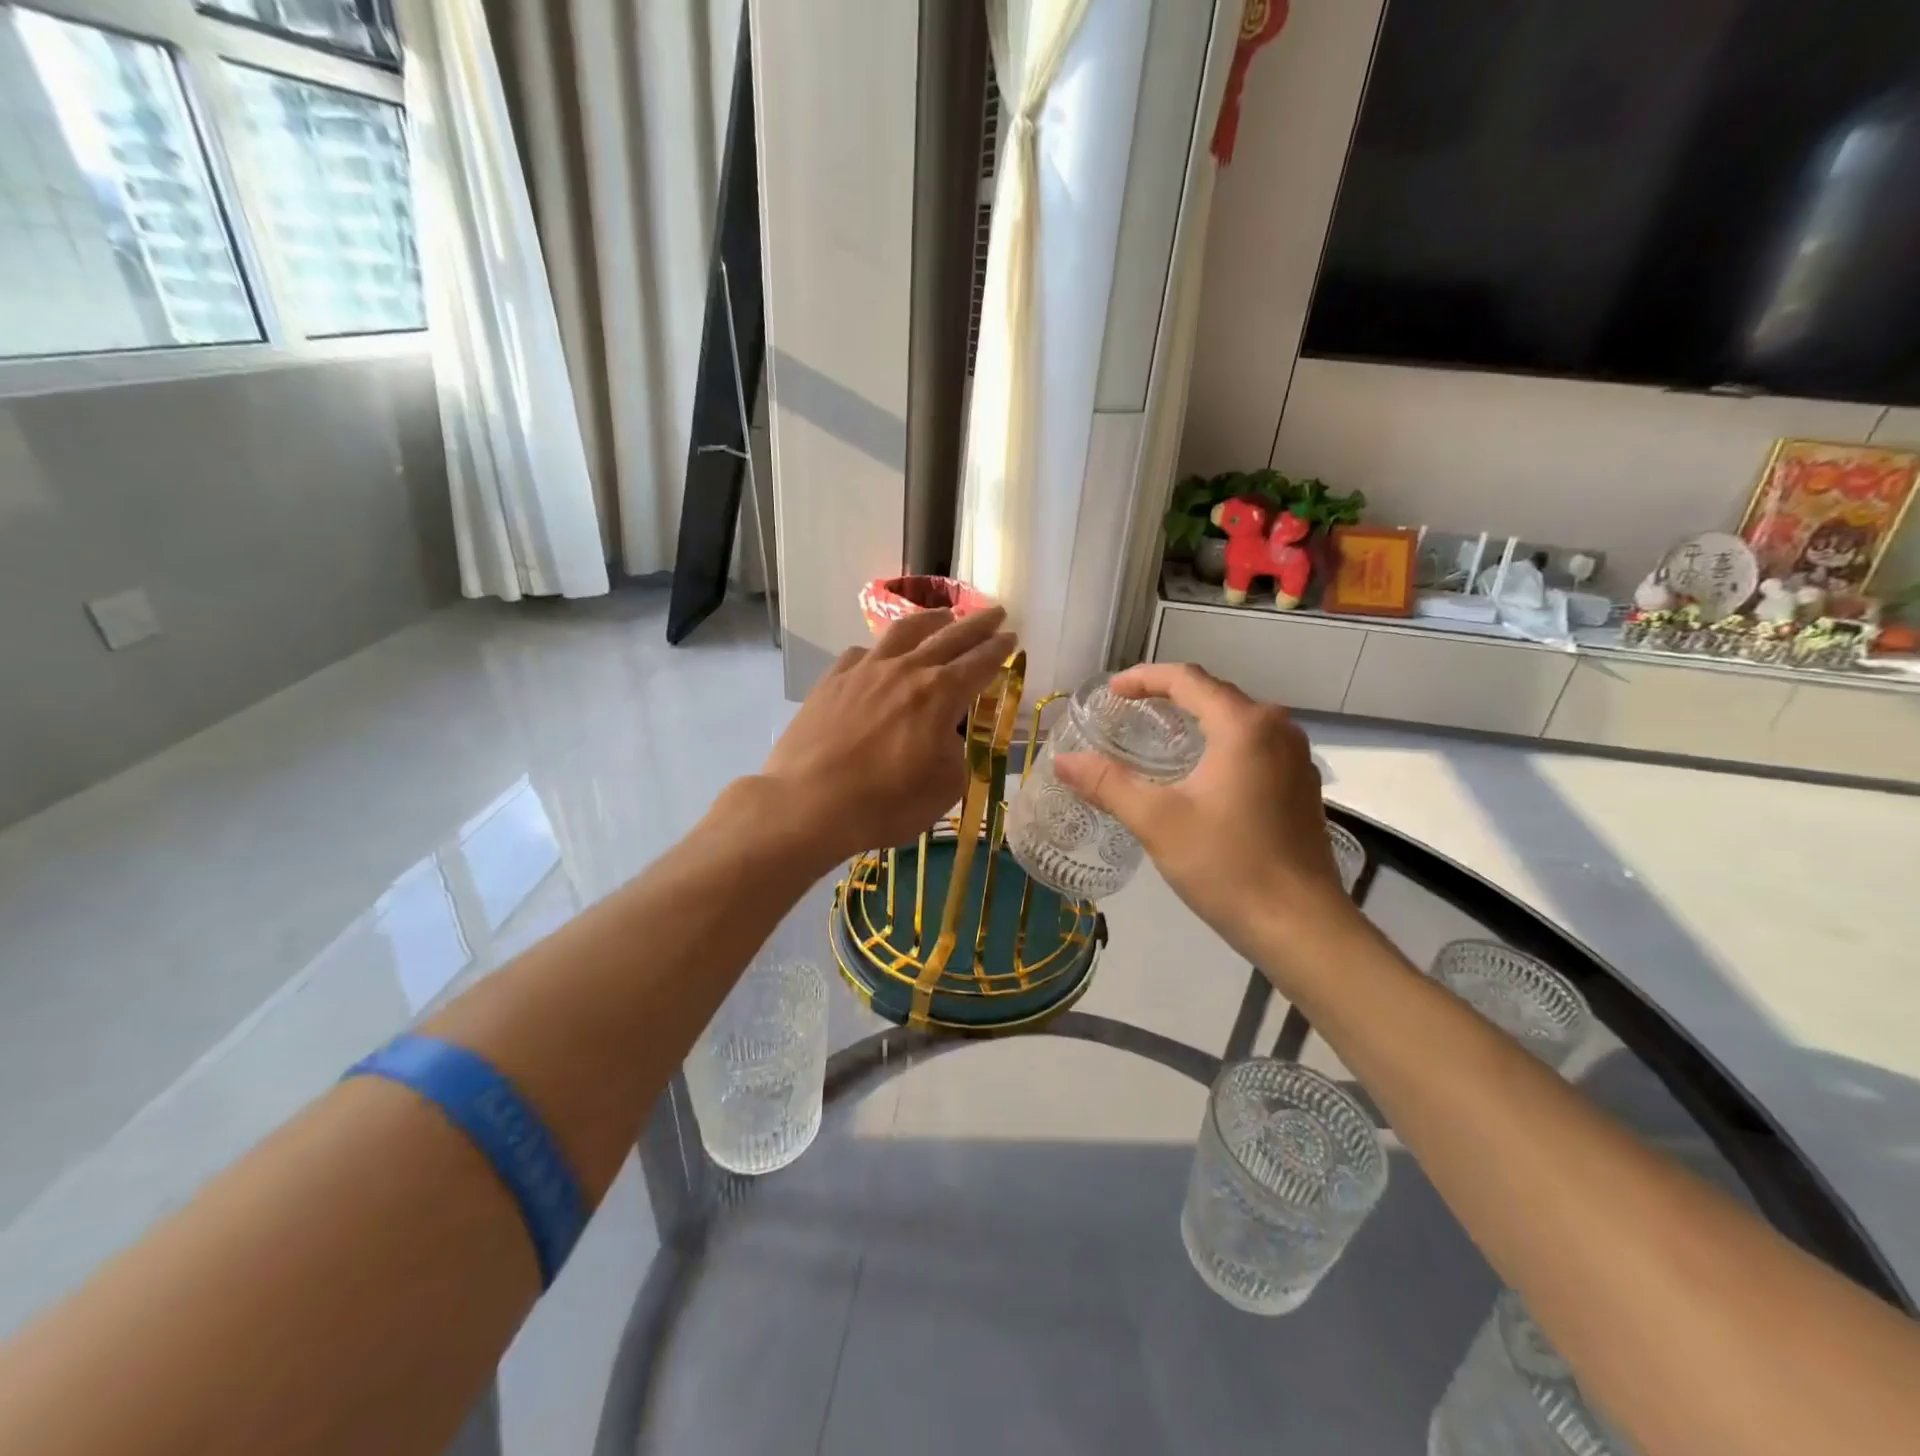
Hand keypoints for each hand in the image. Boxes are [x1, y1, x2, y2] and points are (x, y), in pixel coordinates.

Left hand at [760, 607, 1014, 864]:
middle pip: (948, 637)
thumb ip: (954, 754)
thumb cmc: (883, 803)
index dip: (999, 649)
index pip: (979, 663)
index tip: (1011, 637)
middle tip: (995, 613)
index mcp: (939, 695)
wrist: (808, 802)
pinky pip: (863, 653)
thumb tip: (944, 736)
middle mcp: (905, 671)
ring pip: (904, 632)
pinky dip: (881, 649)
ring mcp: (865, 670)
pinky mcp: (833, 679)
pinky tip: (881, 656)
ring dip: (931, 620)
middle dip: (976, 624)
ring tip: (944, 616)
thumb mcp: (943, 789)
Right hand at [1053, 663, 1356, 962]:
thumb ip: (1108, 784)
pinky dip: (1220, 745)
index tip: (1111, 691)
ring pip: (1237, 721)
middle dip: (1168, 696)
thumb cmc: (1227, 865)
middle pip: (1214, 694)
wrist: (1301, 926)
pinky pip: (1254, 746)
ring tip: (1157, 738)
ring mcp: (1296, 758)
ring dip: (1196, 721)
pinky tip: (1199, 774)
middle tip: (1127, 712)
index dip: (1143, 678)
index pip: (1186, 679)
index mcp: (1244, 726)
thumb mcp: (1156, 822)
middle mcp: (1277, 729)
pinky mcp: (1302, 786)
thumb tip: (1061, 761)